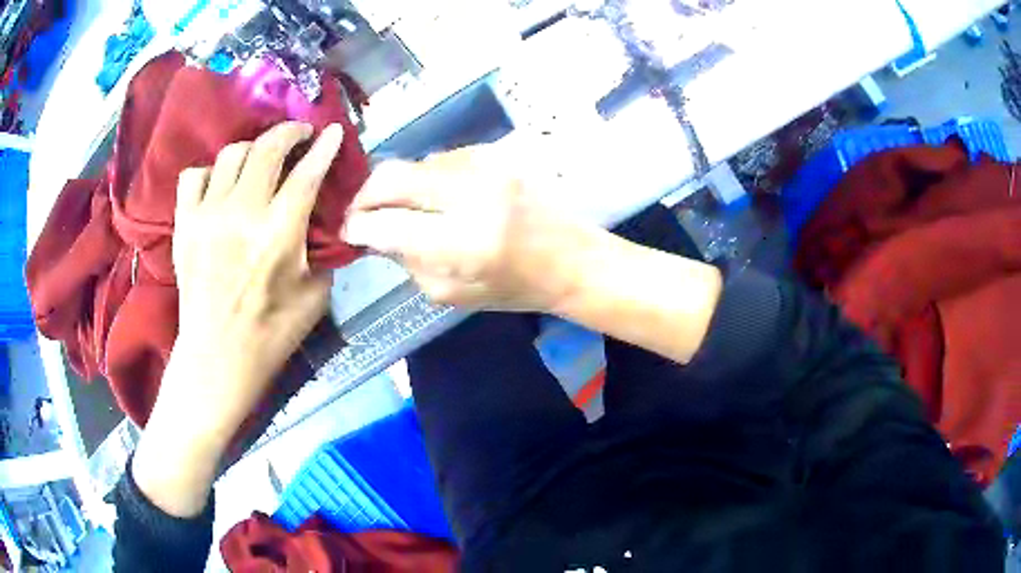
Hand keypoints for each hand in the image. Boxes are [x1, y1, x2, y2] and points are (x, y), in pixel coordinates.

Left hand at [133, 121, 343, 516]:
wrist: (217, 358)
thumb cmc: (271, 333)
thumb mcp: (315, 295)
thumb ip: (322, 248)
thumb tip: (323, 216)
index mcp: (278, 235)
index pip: (306, 173)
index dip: (324, 147)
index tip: (334, 130)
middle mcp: (241, 215)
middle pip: (267, 148)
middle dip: (290, 132)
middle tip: (300, 135)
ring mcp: (207, 216)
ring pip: (231, 153)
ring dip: (253, 149)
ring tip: (261, 160)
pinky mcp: (184, 224)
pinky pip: (194, 175)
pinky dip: (210, 172)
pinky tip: (220, 185)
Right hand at [343, 145, 589, 311]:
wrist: (570, 257)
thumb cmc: (514, 287)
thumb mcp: (452, 294)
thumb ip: (406, 261)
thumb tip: (372, 232)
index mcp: (463, 243)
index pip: (387, 223)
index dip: (358, 225)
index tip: (349, 230)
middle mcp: (471, 194)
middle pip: (391, 176)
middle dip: (365, 195)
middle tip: (362, 213)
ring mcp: (485, 165)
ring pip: (414, 164)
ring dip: (398, 186)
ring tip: (402, 209)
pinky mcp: (494, 153)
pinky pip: (440, 159)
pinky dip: (426, 178)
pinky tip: (435, 198)